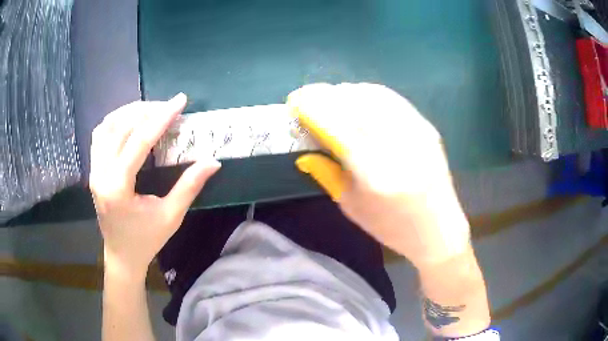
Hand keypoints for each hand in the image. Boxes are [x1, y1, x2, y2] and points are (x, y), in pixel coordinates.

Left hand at [89, 93, 220, 278]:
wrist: (121, 255)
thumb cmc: (146, 240)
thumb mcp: (171, 216)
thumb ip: (189, 186)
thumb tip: (213, 161)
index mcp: (118, 187)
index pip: (138, 141)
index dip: (161, 118)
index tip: (180, 101)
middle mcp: (101, 174)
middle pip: (120, 127)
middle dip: (146, 110)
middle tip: (168, 107)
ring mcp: (94, 170)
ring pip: (106, 126)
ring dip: (129, 112)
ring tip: (150, 110)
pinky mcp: (93, 169)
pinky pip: (100, 135)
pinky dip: (115, 121)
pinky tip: (130, 121)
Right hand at [288, 83, 470, 266]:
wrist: (439, 230)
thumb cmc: (392, 228)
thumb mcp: (352, 207)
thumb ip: (327, 173)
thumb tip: (304, 150)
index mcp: (376, 174)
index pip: (337, 127)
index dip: (312, 108)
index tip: (294, 101)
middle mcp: (399, 147)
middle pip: (355, 104)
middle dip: (325, 95)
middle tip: (308, 98)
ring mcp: (417, 133)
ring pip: (374, 95)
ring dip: (346, 91)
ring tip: (330, 98)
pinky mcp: (427, 128)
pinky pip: (393, 99)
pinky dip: (369, 93)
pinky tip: (357, 98)